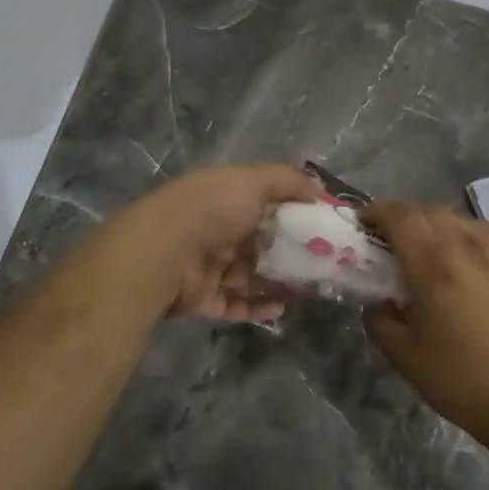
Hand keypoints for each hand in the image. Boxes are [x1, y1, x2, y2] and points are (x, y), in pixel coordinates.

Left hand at [129, 163, 319, 320]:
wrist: (163, 251)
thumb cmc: (212, 209)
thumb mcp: (254, 181)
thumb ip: (289, 181)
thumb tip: (320, 189)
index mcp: (227, 198)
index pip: (266, 204)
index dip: (295, 214)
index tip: (325, 227)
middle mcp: (217, 229)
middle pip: (262, 243)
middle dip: (292, 254)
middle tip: (325, 265)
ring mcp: (209, 265)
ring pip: (252, 276)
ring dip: (280, 283)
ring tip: (311, 290)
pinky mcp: (203, 298)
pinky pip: (236, 304)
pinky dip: (259, 307)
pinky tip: (283, 308)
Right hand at [361, 202, 488, 442]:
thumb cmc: (462, 379)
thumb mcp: (405, 357)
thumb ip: (380, 322)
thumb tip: (376, 304)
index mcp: (432, 263)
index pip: (399, 215)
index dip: (376, 211)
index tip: (363, 224)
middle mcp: (466, 244)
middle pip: (428, 211)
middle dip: (403, 218)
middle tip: (390, 241)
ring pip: (459, 218)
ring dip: (436, 224)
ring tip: (429, 248)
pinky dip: (471, 232)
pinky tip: (470, 252)